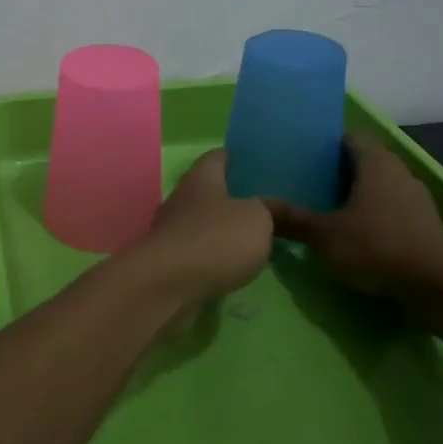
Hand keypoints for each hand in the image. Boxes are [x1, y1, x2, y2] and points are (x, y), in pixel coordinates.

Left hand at [123, 149, 273, 312]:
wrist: (167, 286)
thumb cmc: (215, 239)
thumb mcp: (258, 219)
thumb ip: (271, 211)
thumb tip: (274, 209)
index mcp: (201, 178)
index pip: (217, 157)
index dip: (237, 157)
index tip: (256, 162)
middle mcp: (182, 199)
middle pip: (209, 191)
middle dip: (233, 197)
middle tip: (265, 205)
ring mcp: (172, 231)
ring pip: (203, 223)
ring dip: (224, 229)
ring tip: (254, 238)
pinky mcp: (170, 261)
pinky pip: (198, 251)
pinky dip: (215, 255)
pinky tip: (234, 265)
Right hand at [265, 131, 442, 298]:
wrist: (437, 288)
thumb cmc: (377, 247)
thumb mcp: (324, 235)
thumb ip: (292, 220)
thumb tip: (259, 207)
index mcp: (376, 163)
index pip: (349, 137)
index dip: (325, 143)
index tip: (301, 156)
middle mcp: (399, 172)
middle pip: (363, 161)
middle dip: (336, 171)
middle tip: (304, 184)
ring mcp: (416, 199)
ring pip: (378, 186)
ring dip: (355, 194)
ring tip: (324, 209)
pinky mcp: (424, 225)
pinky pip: (391, 209)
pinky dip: (372, 215)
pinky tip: (353, 234)